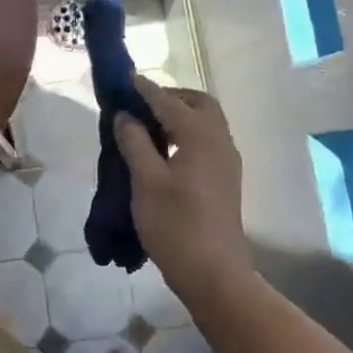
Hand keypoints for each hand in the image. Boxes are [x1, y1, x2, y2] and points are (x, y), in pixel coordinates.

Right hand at [114, 77, 253, 304]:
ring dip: (180, 115)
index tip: (126, 78)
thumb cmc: (175, 226)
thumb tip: (126, 116)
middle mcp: (220, 142)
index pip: (170, 102)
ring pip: (206, 123)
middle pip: (199, 104)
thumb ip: (135, 143)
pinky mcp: (225, 180)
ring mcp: (226, 162)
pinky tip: (165, 151)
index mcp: (201, 137)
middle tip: (141, 105)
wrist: (214, 274)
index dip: (146, 90)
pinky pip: (207, 141)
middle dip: (171, 98)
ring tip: (148, 127)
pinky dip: (187, 133)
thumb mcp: (145, 182)